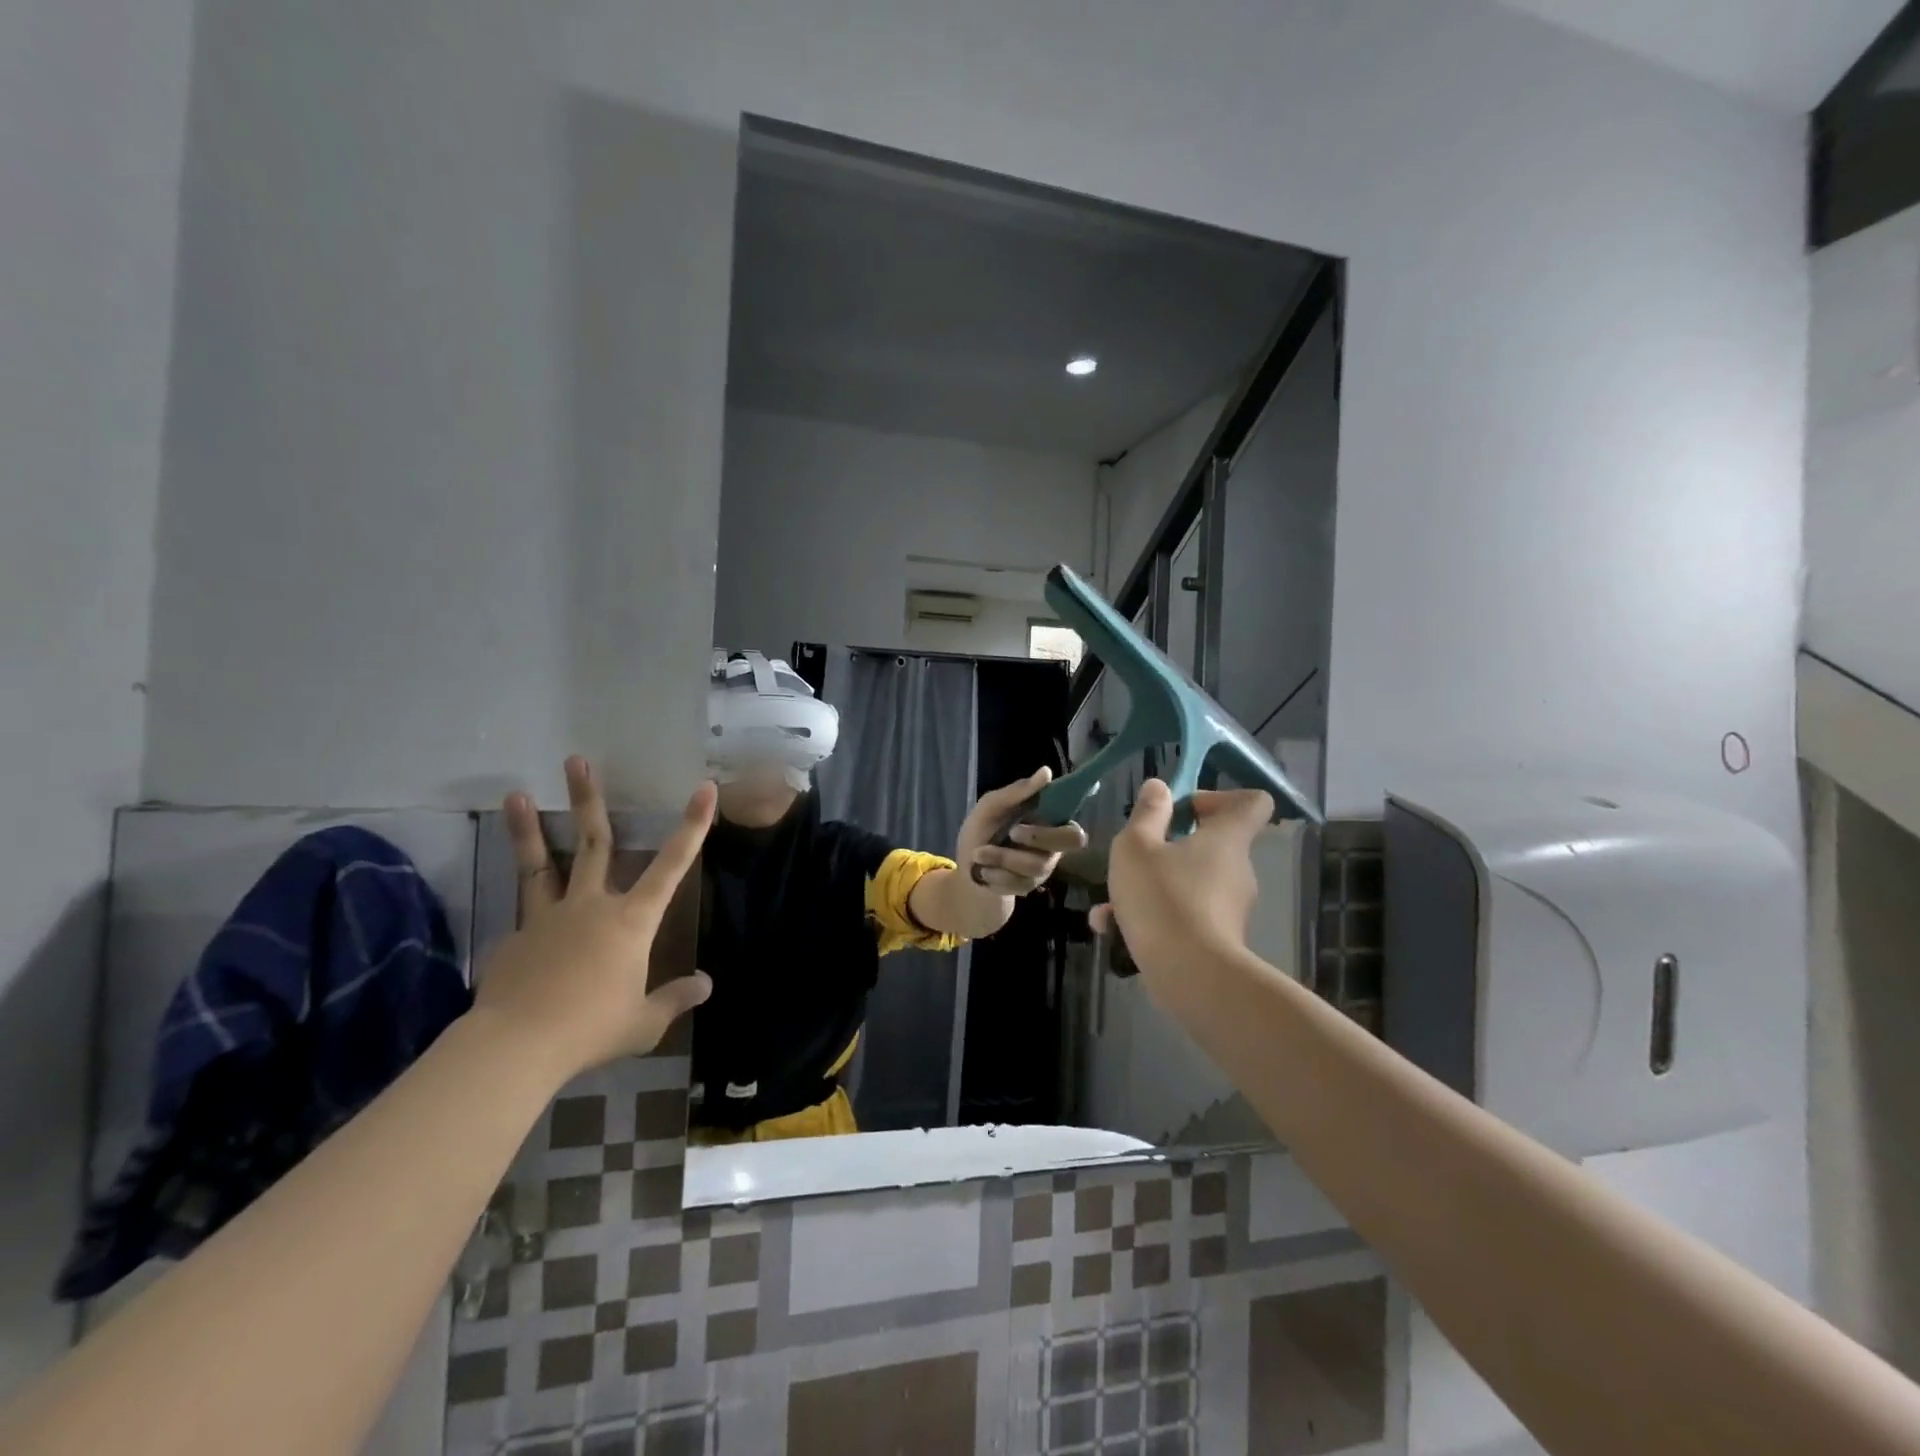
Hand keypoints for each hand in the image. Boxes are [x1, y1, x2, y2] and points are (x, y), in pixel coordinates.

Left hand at [474, 756, 714, 1078]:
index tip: (704, 789)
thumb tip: (706, 984)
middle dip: (588, 799)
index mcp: (631, 921)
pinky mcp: (514, 938)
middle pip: (593, 842)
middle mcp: (590, 905)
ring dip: (529, 828)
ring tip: (514, 794)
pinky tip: (520, 934)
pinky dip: (526, 916)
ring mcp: (547, 917)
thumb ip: (675, 999)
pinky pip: (524, 918)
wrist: (516, 1046)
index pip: (671, 865)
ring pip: (540, 864)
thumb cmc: (591, 1029)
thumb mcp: (644, 1022)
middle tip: (576, 760)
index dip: (692, 825)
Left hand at [957, 766, 1087, 894]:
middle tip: (1012, 832)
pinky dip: (994, 874)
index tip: (1038, 814)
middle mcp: (1053, 846)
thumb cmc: (982, 831)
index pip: (1075, 826)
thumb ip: (1017, 791)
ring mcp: (1042, 869)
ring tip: (978, 854)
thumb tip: (1047, 771)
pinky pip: (1018, 883)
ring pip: (1036, 864)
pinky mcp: (1027, 887)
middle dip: (1038, 836)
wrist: (965, 868)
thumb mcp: (991, 806)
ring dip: (1002, 857)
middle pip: (1069, 843)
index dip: (1068, 823)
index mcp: (1048, 822)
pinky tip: (983, 871)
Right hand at [1090, 780, 1273, 980]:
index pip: (1251, 802)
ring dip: (1150, 887)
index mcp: (1226, 838)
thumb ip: (1147, 814)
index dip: (1219, 797)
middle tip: (1133, 858)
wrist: (1191, 978)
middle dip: (1167, 848)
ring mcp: (1230, 908)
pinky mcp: (1218, 941)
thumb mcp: (1137, 847)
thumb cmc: (1162, 898)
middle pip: (1210, 845)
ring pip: (1187, 884)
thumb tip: (1160, 787)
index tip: (1183, 810)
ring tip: (1108, 906)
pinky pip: (1183, 916)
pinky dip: (1153, 918)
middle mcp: (1236, 870)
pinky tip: (1113, 930)